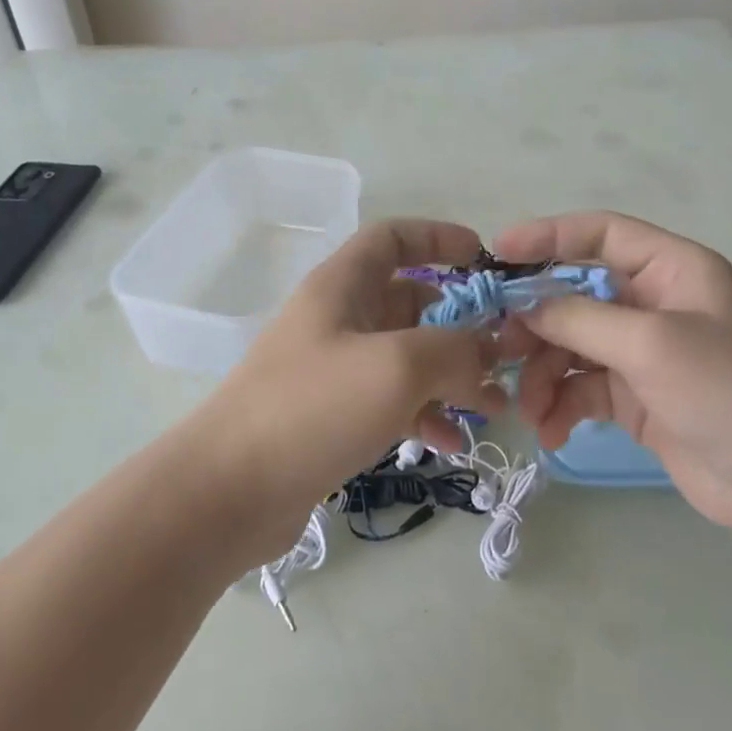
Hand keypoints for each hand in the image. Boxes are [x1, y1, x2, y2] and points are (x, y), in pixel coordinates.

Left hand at [195, 219, 503, 533]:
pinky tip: (451, 443)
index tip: (484, 260)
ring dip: (451, 376)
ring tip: (492, 408)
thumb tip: (488, 351)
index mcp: (342, 286)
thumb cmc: (313, 408)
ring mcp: (334, 369)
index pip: (393, 238)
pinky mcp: (333, 416)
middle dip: (461, 324)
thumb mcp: (397, 366)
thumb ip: (455, 350)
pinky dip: (424, 414)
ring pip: (406, 357)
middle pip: (410, 302)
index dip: (439, 238)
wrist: (228, 492)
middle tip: (503, 355)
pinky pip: (391, 401)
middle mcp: (338, 319)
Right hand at [497, 212, 731, 535]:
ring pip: (571, 345)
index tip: (498, 252)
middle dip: (537, 322)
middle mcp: (653, 302)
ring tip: (530, 408)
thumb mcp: (650, 343)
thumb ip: (580, 318)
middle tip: (500, 348)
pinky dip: (562, 405)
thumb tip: (523, 307)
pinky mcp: (635, 395)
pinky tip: (551, 432)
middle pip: (575, 294)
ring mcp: (642, 351)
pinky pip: (582, 387)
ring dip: (544, 374)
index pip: (600, 233)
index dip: (548, 236)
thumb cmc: (727, 390)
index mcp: (671, 268)